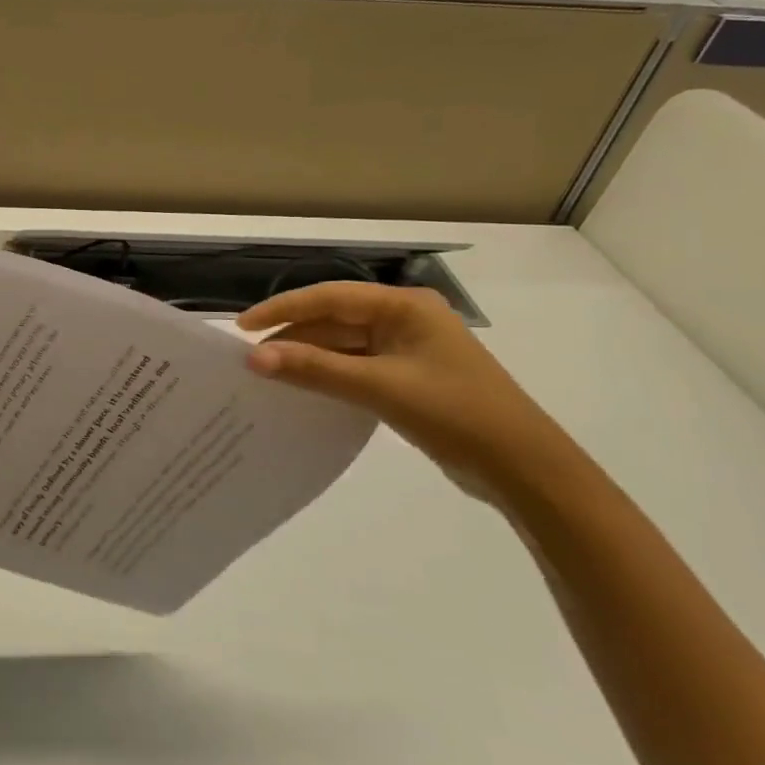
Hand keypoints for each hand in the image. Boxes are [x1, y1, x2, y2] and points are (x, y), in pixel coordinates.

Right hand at [238, 282, 583, 502]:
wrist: (523, 468)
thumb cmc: (455, 413)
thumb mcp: (379, 387)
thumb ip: (315, 369)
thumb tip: (254, 358)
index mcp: (404, 307)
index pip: (329, 297)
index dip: (282, 308)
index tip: (241, 327)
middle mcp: (404, 320)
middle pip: (334, 319)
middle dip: (292, 336)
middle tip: (249, 357)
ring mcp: (407, 350)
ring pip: (343, 345)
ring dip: (307, 358)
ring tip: (266, 374)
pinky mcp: (407, 378)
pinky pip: (355, 367)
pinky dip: (327, 375)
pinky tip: (302, 389)